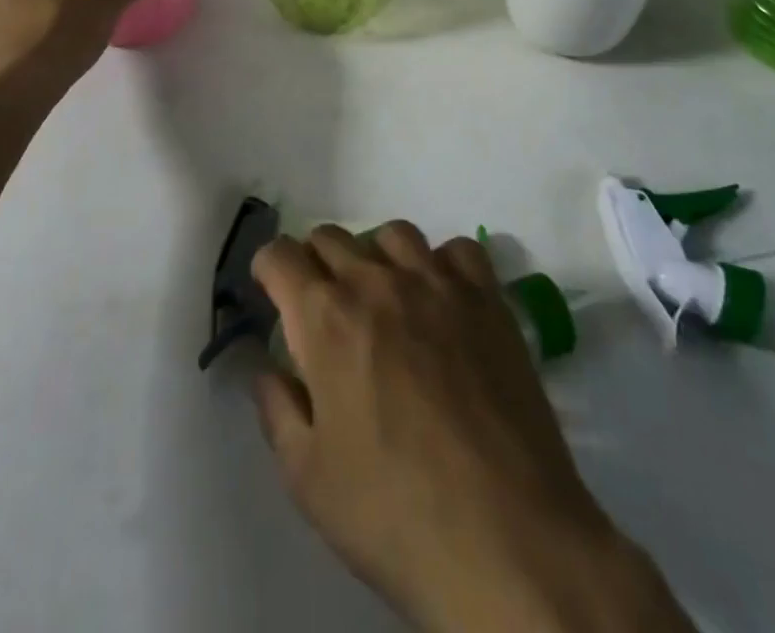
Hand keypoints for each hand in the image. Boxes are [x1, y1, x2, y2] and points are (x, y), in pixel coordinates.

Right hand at [252, 223, 691, 632]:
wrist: (507, 540)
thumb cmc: (395, 514)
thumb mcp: (308, 479)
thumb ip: (277, 410)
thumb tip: (267, 368)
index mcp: (324, 317)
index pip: (280, 255)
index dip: (269, 270)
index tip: (274, 294)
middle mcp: (376, 282)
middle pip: (331, 236)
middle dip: (316, 264)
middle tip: (326, 310)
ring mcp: (436, 283)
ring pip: (392, 234)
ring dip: (376, 257)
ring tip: (384, 299)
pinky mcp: (486, 299)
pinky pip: (457, 250)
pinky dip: (441, 264)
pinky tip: (442, 301)